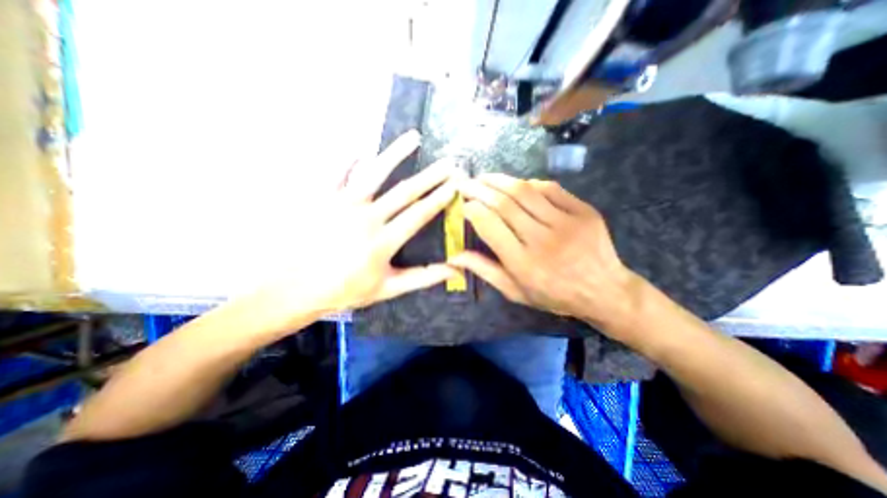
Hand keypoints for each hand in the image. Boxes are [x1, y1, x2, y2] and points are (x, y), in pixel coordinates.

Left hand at [245, 130, 460, 332]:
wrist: (294, 290)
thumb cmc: (345, 291)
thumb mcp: (387, 288)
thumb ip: (422, 277)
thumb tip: (455, 270)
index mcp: (384, 241)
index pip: (419, 214)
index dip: (439, 198)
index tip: (455, 185)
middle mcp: (367, 218)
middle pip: (404, 191)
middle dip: (430, 176)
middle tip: (448, 162)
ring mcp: (342, 205)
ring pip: (374, 173)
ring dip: (395, 154)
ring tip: (413, 137)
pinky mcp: (321, 198)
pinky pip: (337, 172)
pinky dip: (349, 159)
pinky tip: (360, 150)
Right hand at [452, 173, 644, 339]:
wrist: (604, 291)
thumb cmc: (554, 295)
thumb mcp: (515, 291)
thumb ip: (485, 270)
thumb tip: (454, 256)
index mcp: (524, 263)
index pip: (490, 226)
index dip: (472, 210)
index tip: (463, 204)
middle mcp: (543, 240)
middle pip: (504, 204)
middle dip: (480, 189)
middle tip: (466, 183)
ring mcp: (567, 223)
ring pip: (525, 191)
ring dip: (500, 180)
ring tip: (484, 177)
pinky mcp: (584, 212)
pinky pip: (550, 189)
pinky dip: (529, 184)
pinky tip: (517, 185)